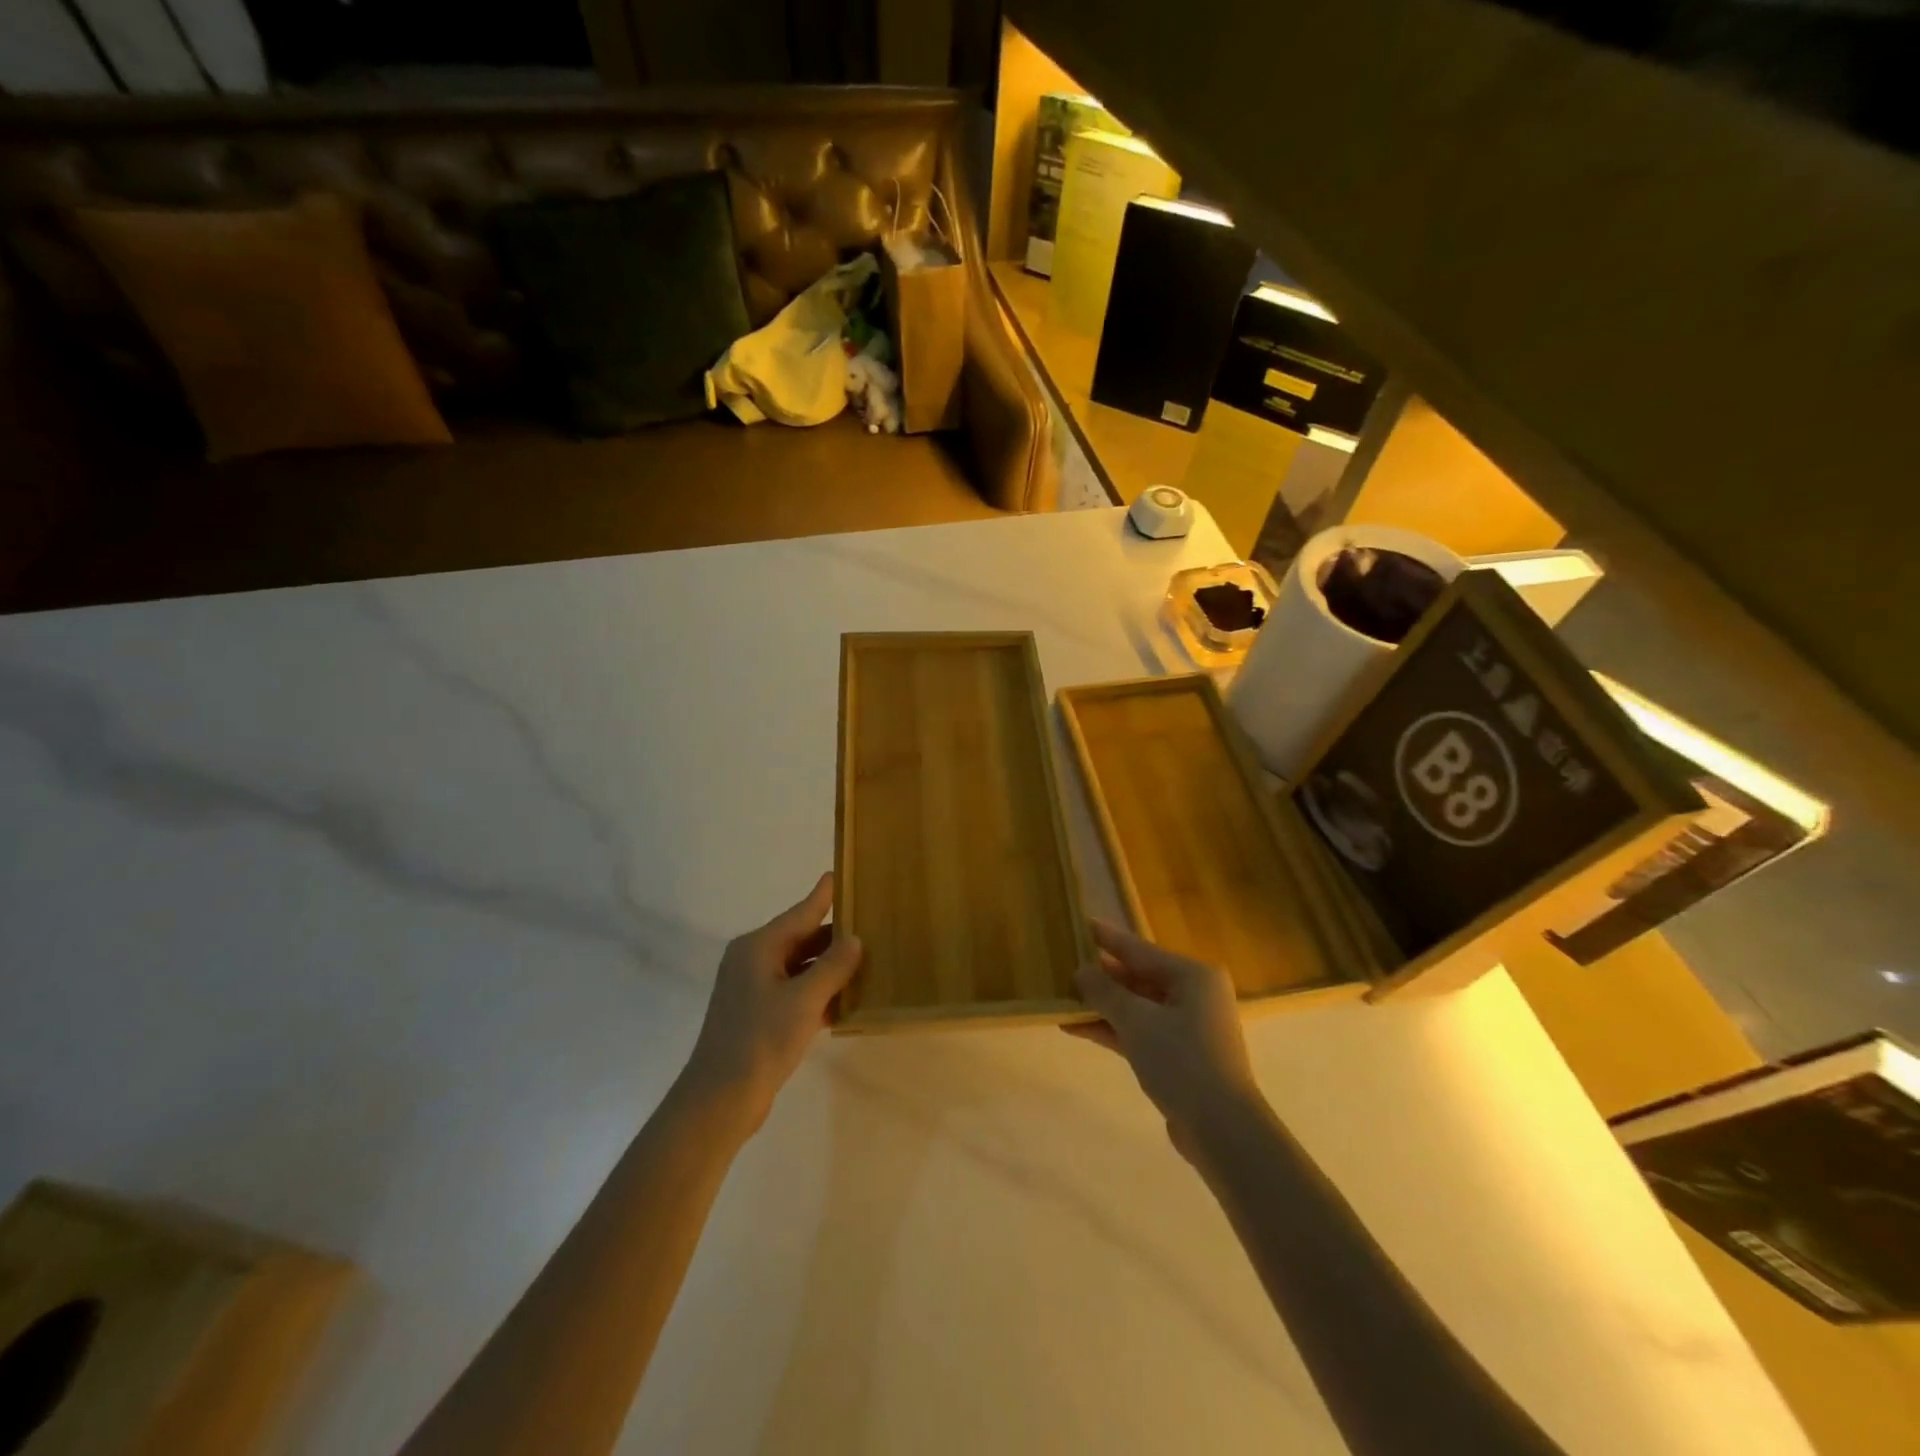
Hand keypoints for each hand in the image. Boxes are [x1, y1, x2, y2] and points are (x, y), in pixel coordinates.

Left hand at [679, 873, 861, 1134]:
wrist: (720, 1100)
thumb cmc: (760, 1040)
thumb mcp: (804, 1000)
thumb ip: (832, 967)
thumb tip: (854, 939)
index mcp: (758, 948)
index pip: (800, 913)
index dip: (823, 896)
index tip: (839, 874)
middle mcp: (753, 961)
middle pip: (801, 939)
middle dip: (834, 936)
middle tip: (870, 923)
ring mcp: (754, 990)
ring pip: (800, 968)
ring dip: (830, 968)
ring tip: (868, 959)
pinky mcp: (759, 1016)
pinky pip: (795, 993)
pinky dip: (819, 993)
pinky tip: (847, 999)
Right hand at [1065, 920, 1266, 1157]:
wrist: (1222, 1130)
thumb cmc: (1182, 1061)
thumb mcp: (1137, 1020)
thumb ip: (1105, 992)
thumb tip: (1080, 971)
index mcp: (1193, 976)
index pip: (1140, 950)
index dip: (1107, 938)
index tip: (1081, 922)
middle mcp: (1193, 994)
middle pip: (1138, 977)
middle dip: (1101, 975)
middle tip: (1064, 962)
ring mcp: (1187, 1027)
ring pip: (1136, 1006)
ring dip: (1102, 1005)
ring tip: (1062, 996)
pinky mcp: (1178, 1056)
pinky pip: (1139, 1031)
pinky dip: (1112, 1029)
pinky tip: (1076, 1028)